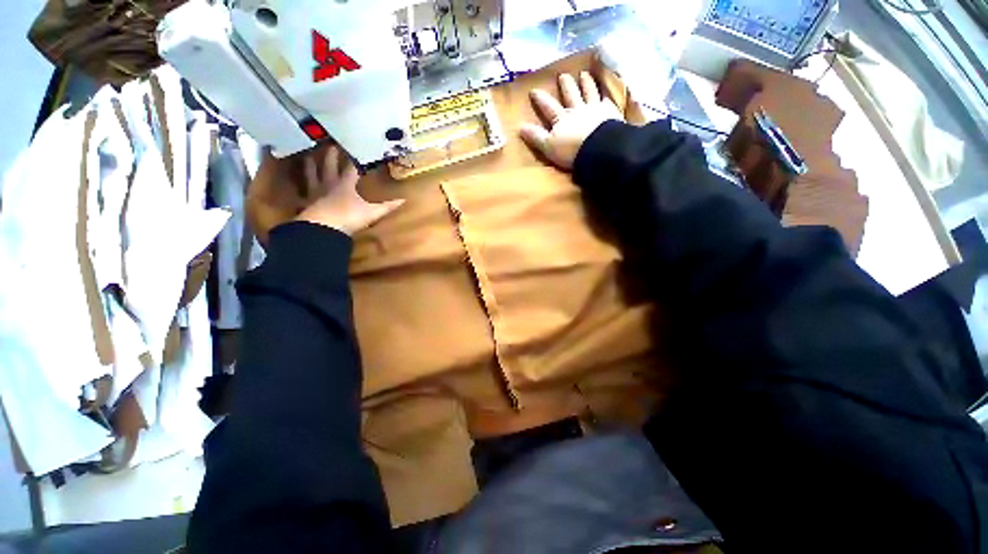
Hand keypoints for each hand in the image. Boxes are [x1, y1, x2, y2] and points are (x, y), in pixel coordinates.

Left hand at [294, 146, 404, 235]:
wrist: (324, 226)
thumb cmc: (350, 216)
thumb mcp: (373, 212)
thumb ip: (387, 206)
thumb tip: (404, 200)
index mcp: (345, 184)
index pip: (350, 168)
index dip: (353, 160)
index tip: (354, 150)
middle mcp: (329, 184)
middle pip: (328, 166)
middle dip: (330, 155)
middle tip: (330, 144)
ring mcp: (316, 192)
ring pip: (311, 174)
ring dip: (310, 165)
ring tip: (307, 156)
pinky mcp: (306, 203)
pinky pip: (302, 191)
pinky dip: (299, 186)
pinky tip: (297, 185)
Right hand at [520, 72, 622, 170]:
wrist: (599, 150)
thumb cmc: (571, 151)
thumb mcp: (548, 147)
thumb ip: (536, 137)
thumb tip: (519, 126)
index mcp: (562, 119)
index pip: (548, 107)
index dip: (541, 99)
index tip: (534, 90)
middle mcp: (578, 110)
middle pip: (571, 95)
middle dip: (566, 85)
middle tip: (563, 75)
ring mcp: (595, 110)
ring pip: (590, 93)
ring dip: (587, 83)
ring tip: (585, 74)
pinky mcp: (611, 114)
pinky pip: (609, 102)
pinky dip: (607, 96)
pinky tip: (608, 93)